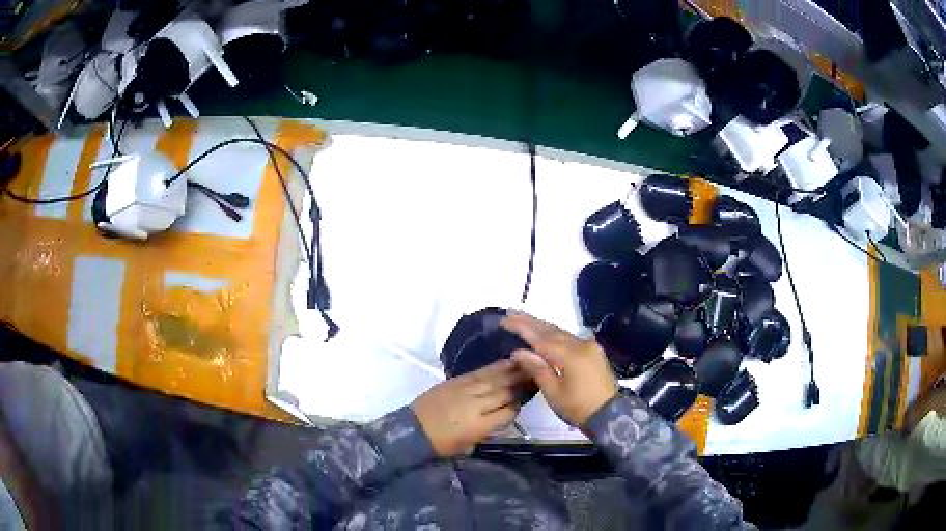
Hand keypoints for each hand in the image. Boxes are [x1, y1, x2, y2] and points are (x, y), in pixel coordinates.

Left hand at [413, 359, 527, 456]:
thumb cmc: (441, 444)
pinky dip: (495, 367)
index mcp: (478, 426)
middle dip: (522, 384)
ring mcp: (465, 390)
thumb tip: (502, 416)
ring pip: (495, 379)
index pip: (508, 412)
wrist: (413, 430)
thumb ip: (487, 431)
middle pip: (505, 392)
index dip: (519, 406)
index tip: (527, 399)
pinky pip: (480, 372)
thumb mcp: (468, 446)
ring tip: (529, 363)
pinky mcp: (456, 381)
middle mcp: (475, 405)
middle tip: (538, 374)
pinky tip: (508, 361)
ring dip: (513, 371)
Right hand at [502, 312, 616, 427]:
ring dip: (542, 325)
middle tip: (511, 313)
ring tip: (524, 319)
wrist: (610, 415)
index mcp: (570, 355)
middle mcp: (581, 344)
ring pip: (561, 332)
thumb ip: (537, 369)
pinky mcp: (593, 351)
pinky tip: (545, 333)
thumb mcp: (554, 393)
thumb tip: (518, 351)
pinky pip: (569, 338)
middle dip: (530, 321)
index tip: (505, 320)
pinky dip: (554, 334)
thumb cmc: (578, 407)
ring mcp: (589, 346)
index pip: (540, 338)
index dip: (522, 328)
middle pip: (551, 330)